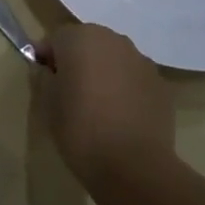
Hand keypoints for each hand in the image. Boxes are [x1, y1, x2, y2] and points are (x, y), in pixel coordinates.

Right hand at [32, 24, 172, 184]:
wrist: (133, 165)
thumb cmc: (80, 128)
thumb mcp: (47, 103)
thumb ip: (43, 77)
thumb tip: (46, 69)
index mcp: (81, 38)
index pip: (56, 38)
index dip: (47, 58)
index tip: (43, 80)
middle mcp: (114, 40)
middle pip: (88, 43)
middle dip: (77, 61)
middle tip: (68, 92)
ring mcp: (142, 61)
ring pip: (113, 60)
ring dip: (103, 73)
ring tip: (97, 106)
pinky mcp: (161, 85)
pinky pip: (134, 79)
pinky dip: (125, 89)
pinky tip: (120, 117)